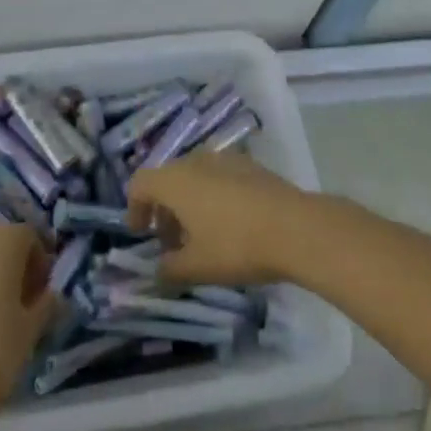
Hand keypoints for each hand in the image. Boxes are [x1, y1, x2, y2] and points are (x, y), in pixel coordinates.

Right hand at [127, 153, 315, 285]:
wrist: (295, 227)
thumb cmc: (236, 245)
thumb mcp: (197, 267)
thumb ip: (169, 269)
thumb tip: (157, 271)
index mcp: (175, 180)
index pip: (140, 183)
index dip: (134, 208)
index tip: (141, 234)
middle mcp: (195, 160)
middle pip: (167, 179)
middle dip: (163, 210)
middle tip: (170, 243)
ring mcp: (224, 159)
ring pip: (194, 177)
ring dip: (188, 203)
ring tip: (200, 237)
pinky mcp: (249, 165)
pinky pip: (218, 176)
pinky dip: (212, 196)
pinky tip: (229, 225)